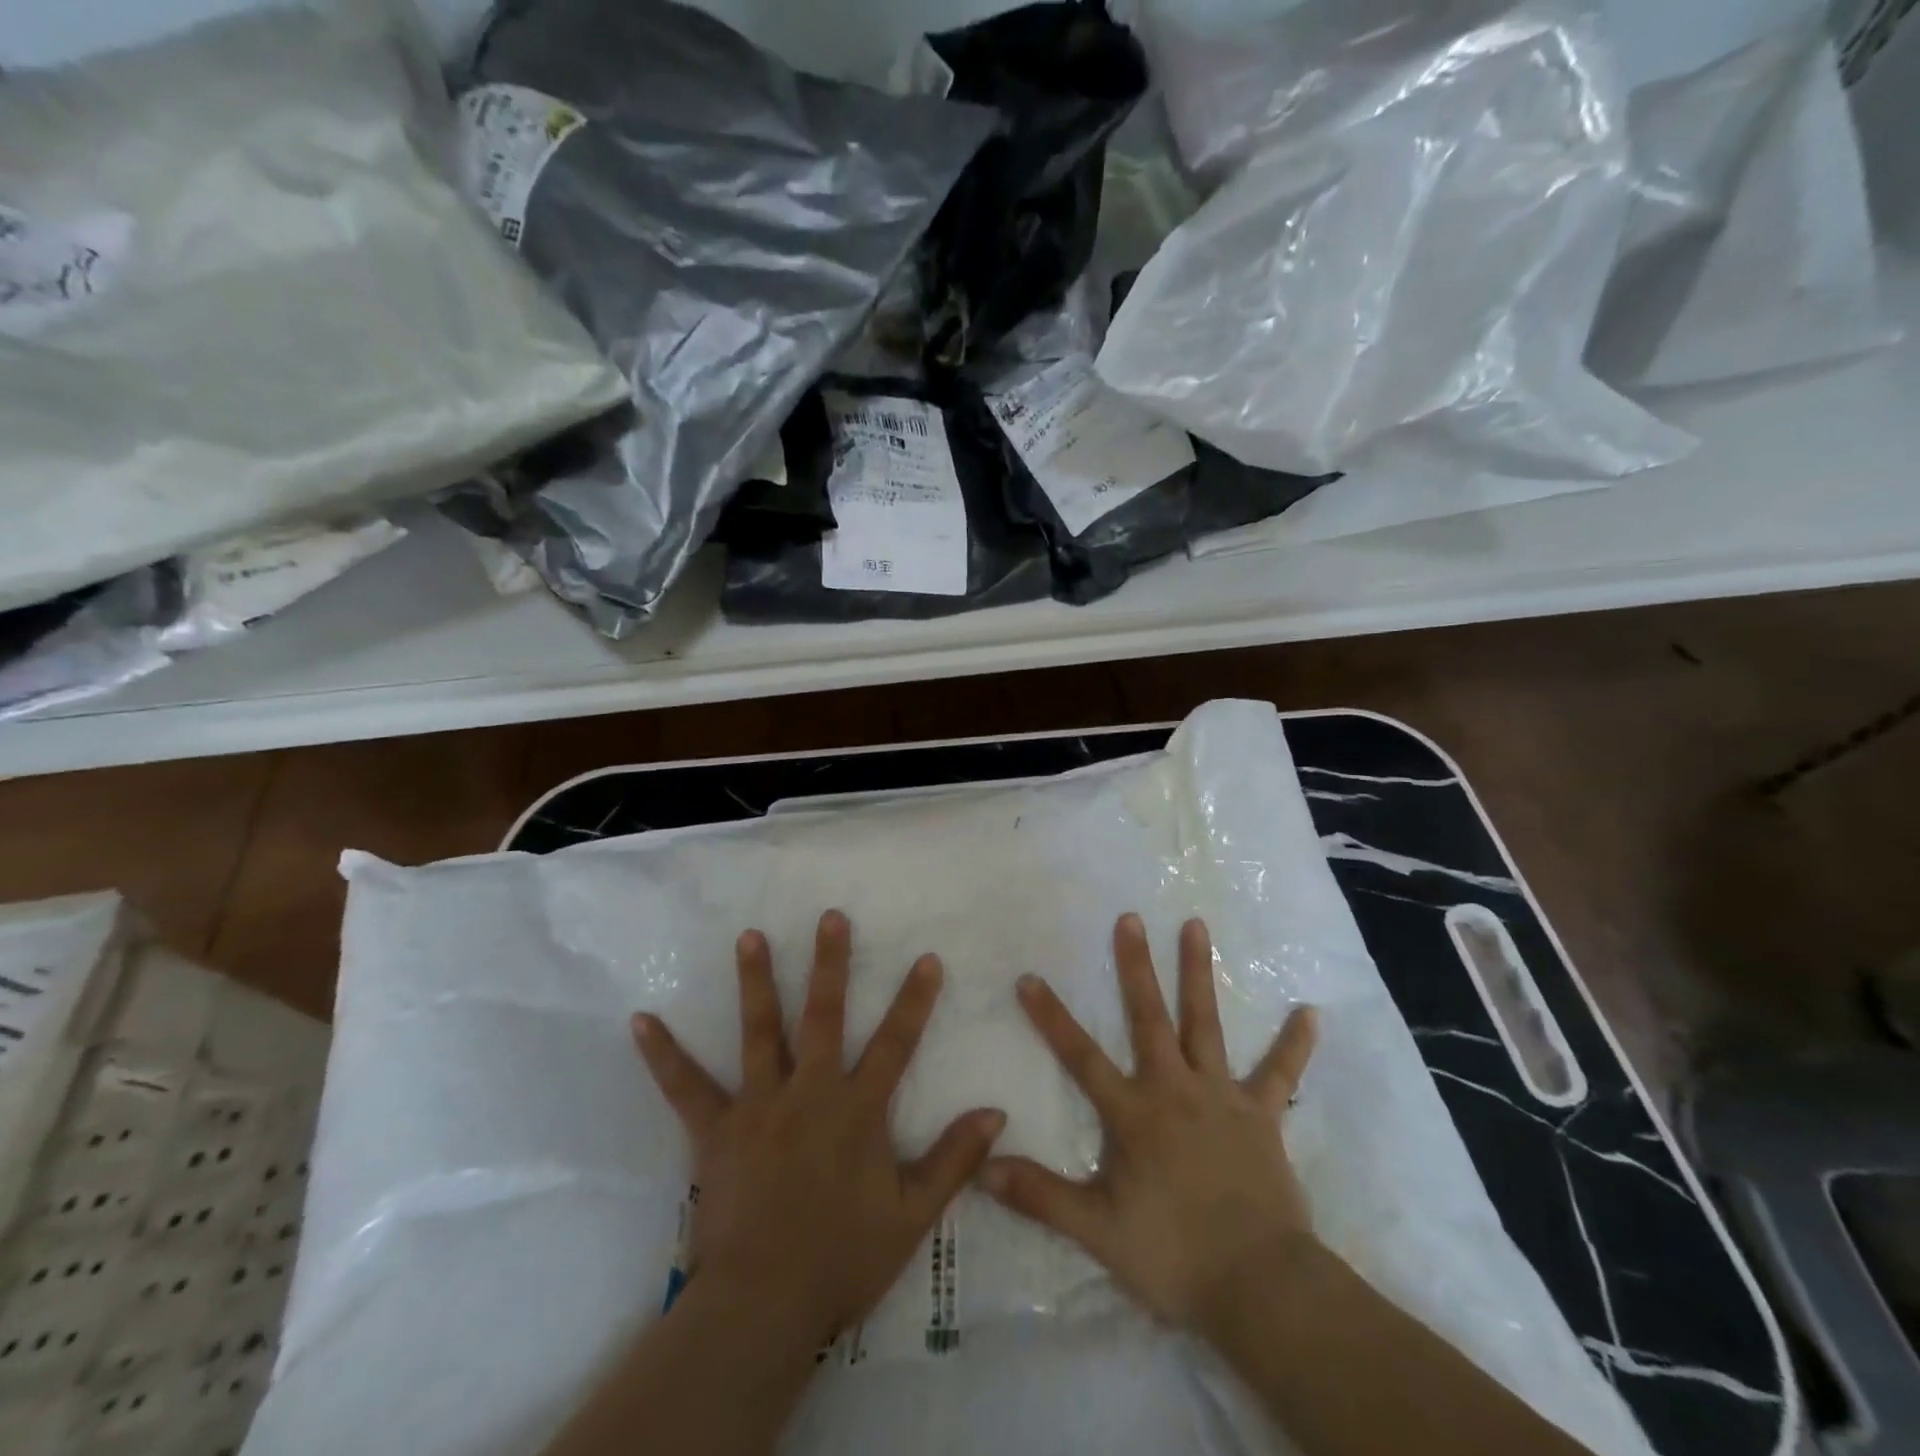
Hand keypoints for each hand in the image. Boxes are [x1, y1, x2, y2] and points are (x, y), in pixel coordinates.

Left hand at [631, 910, 1005, 1346]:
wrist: (764, 1306)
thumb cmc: (842, 1259)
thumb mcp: (912, 1216)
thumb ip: (953, 1160)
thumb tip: (995, 1112)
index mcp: (857, 1110)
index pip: (896, 1043)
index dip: (914, 1000)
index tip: (926, 957)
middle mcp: (810, 1092)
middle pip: (824, 1016)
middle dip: (830, 964)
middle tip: (829, 918)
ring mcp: (759, 1105)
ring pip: (759, 1031)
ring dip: (756, 980)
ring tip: (749, 936)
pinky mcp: (715, 1130)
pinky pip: (685, 1086)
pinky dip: (663, 1054)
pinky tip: (641, 1020)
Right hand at [982, 913, 1317, 1327]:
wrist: (1261, 1288)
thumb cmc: (1174, 1255)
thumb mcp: (1097, 1231)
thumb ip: (1040, 1196)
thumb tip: (984, 1168)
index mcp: (1134, 1114)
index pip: (1081, 1057)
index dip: (1052, 1018)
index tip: (1030, 977)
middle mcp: (1175, 1089)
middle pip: (1150, 1018)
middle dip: (1136, 966)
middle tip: (1130, 918)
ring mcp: (1222, 1096)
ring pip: (1207, 1024)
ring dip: (1199, 974)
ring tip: (1196, 925)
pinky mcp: (1261, 1115)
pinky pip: (1279, 1074)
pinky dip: (1294, 1044)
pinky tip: (1310, 1012)